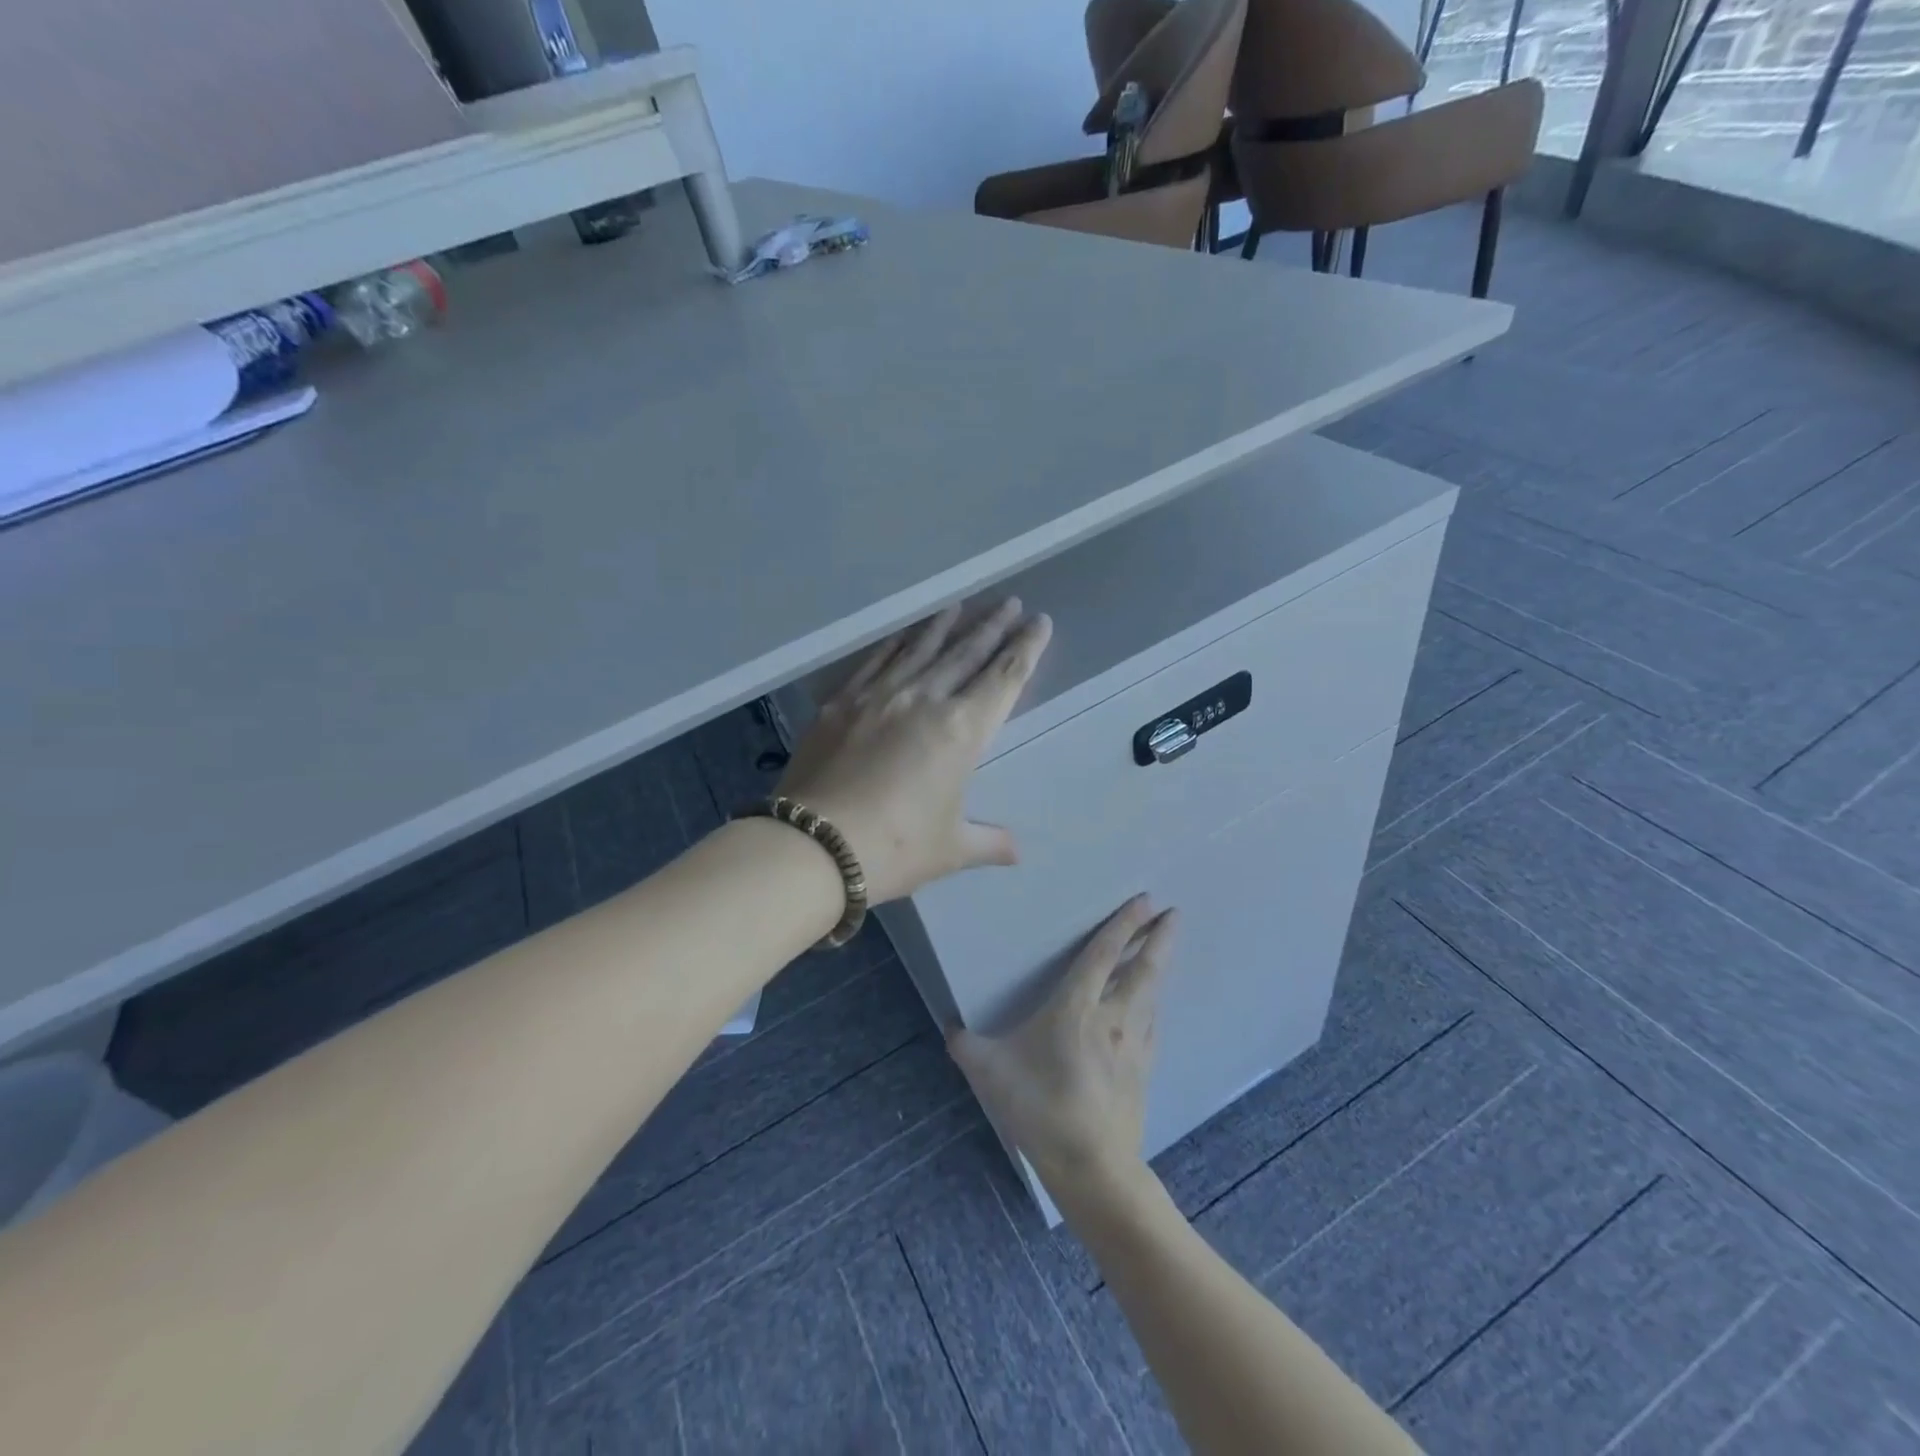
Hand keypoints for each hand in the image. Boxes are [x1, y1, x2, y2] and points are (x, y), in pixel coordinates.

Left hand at [777, 598, 1050, 904]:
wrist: (813, 845)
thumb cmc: (894, 848)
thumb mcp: (950, 849)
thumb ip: (988, 842)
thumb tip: (1016, 852)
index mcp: (962, 731)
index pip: (1004, 678)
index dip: (1025, 649)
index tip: (1039, 622)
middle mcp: (925, 700)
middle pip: (966, 653)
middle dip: (992, 627)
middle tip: (1009, 602)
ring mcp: (880, 695)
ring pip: (922, 649)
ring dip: (946, 625)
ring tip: (961, 605)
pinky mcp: (842, 702)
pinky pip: (877, 661)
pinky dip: (896, 643)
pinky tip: (904, 633)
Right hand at [949, 895, 1177, 1196]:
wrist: (1093, 1167)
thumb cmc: (1040, 1108)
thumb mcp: (990, 1072)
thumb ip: (967, 1046)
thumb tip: (949, 1028)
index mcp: (1077, 1008)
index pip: (1104, 954)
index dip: (1124, 924)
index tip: (1146, 900)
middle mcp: (1113, 1018)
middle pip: (1143, 968)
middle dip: (1159, 937)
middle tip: (1173, 913)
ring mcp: (1134, 1045)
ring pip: (1152, 995)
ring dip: (1160, 967)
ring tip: (1165, 949)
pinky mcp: (1144, 1071)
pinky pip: (1152, 1025)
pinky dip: (1154, 1005)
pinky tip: (1152, 1008)